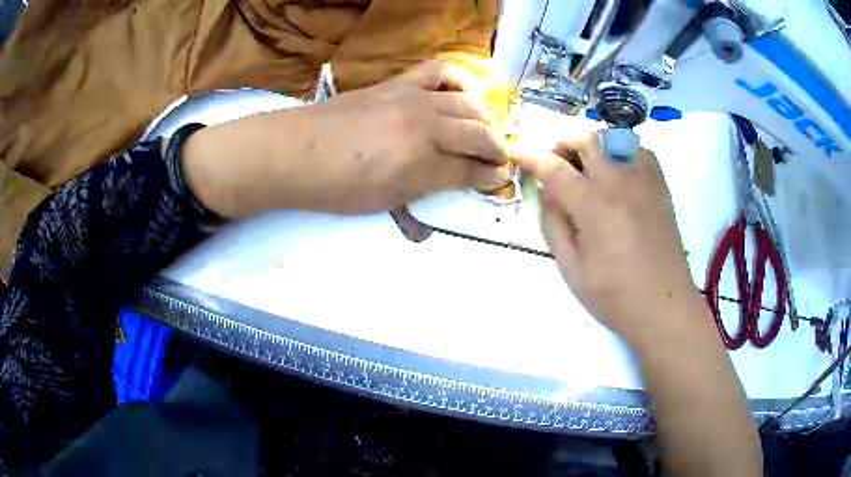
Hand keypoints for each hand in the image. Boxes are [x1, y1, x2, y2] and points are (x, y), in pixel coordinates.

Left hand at [293, 60, 511, 213]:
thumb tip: (457, 176)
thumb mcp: (386, 199)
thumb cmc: (336, 187)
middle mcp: (425, 127)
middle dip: (497, 149)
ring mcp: (412, 99)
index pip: (471, 170)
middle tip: (499, 158)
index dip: (491, 177)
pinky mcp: (398, 83)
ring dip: (484, 119)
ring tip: (483, 130)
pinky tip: (460, 93)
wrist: (295, 152)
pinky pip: (439, 71)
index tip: (501, 178)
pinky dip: (459, 79)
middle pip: (478, 134)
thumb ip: (427, 185)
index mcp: (420, 165)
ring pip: (468, 103)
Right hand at [515, 133, 702, 348]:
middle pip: (588, 139)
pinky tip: (620, 175)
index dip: (533, 158)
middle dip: (564, 143)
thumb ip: (554, 226)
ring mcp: (645, 182)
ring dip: (595, 146)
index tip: (520, 155)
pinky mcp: (661, 188)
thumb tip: (547, 194)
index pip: (556, 169)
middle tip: (557, 162)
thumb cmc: (615, 296)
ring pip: (616, 139)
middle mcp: (621, 184)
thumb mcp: (572, 270)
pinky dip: (623, 153)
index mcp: (595, 208)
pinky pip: (641, 151)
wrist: (664, 306)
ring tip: (589, 168)